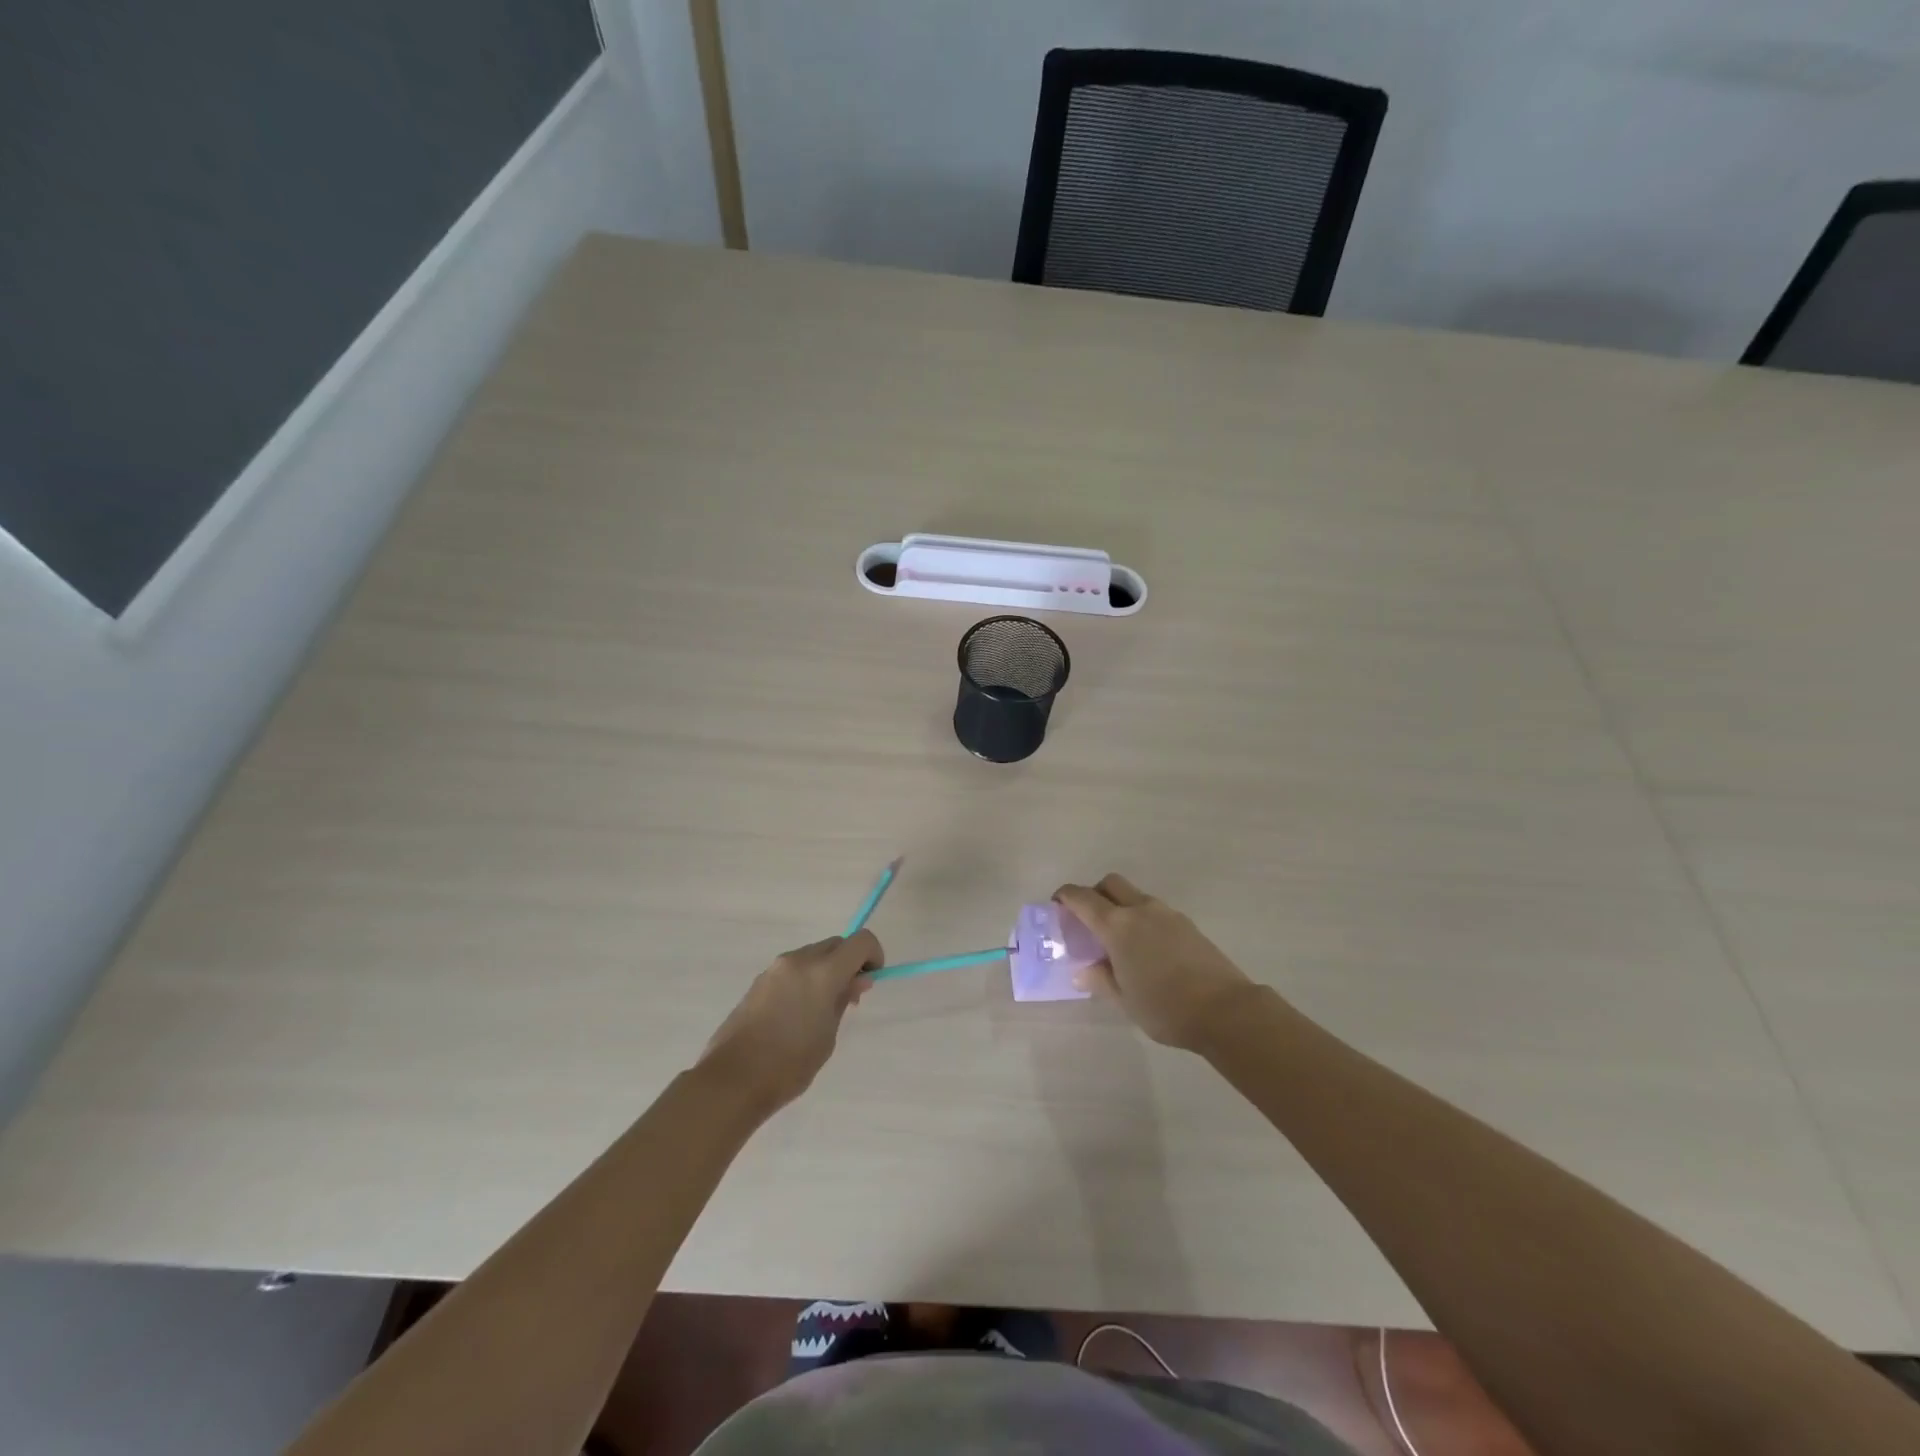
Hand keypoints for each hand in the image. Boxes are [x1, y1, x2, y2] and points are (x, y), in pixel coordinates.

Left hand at [697, 931, 882, 1114]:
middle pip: (836, 944)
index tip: (871, 980)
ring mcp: (775, 968)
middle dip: (849, 962)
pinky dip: (805, 978)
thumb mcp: (828, 1035)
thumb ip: (843, 1000)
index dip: (873, 955)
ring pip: (813, 955)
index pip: (861, 941)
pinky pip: (793, 969)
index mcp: (822, 971)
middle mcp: (798, 960)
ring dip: (826, 970)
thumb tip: (857, 979)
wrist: (732, 1080)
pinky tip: (798, 1013)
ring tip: (821, 1009)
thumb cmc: (789, 1064)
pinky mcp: (759, 981)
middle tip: (849, 997)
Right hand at [1053, 875, 1258, 1051]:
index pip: (1083, 898)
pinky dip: (1142, 918)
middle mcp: (1140, 910)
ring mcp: (1167, 914)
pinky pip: (1155, 911)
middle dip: (1094, 893)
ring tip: (1119, 939)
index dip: (1066, 897)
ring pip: (1135, 895)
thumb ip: (1100, 980)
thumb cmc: (1165, 1007)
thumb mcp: (1124, 999)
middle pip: (1111, 884)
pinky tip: (1146, 949)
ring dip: (1120, 906)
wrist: (1225, 1010)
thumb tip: (1082, 971)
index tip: (1057, 904)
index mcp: (1117, 925)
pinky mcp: (1187, 924)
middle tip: (1087, 919)